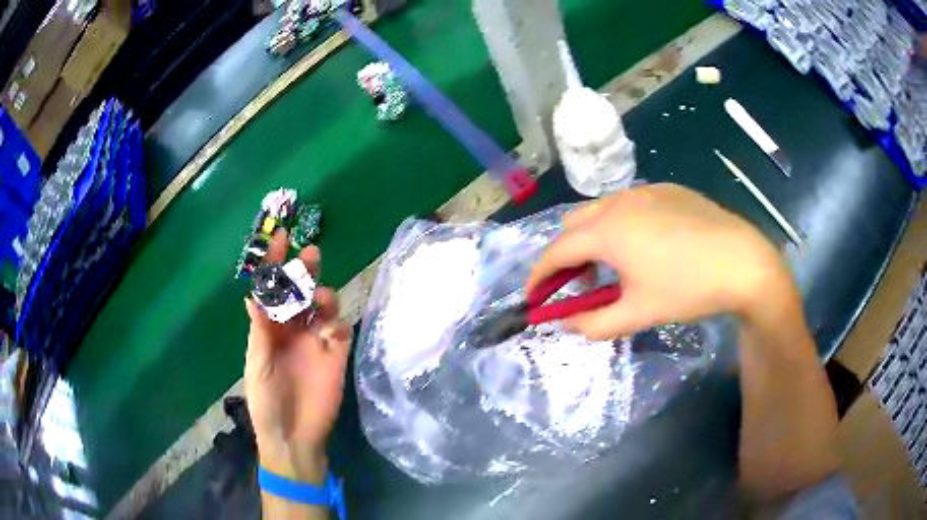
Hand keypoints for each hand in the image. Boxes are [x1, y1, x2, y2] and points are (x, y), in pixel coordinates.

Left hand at [244, 230, 351, 482]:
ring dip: (323, 296)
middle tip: (310, 255)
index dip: (275, 264)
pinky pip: (341, 330)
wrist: (293, 435)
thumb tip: (253, 297)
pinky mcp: (336, 355)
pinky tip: (332, 331)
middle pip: (301, 292)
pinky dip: (338, 324)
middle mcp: (293, 328)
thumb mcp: (257, 364)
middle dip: (305, 271)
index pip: (273, 290)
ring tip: (319, 299)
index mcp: (270, 328)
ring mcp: (316, 341)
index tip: (281, 238)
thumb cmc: (266, 401)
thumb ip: (260, 332)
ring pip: (323, 306)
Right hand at [528, 183, 792, 339]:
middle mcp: (619, 202)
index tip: (534, 296)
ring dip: (593, 236)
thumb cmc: (688, 288)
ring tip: (614, 264)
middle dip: (566, 254)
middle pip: (574, 224)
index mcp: (607, 230)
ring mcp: (645, 191)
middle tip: (579, 283)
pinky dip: (621, 223)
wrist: (743, 262)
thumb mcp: (638, 313)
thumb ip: (594, 323)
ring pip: (602, 209)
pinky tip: (647, 245)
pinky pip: (630, 203)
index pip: (557, 251)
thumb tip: (566, 324)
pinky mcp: (668, 190)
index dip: (540, 275)